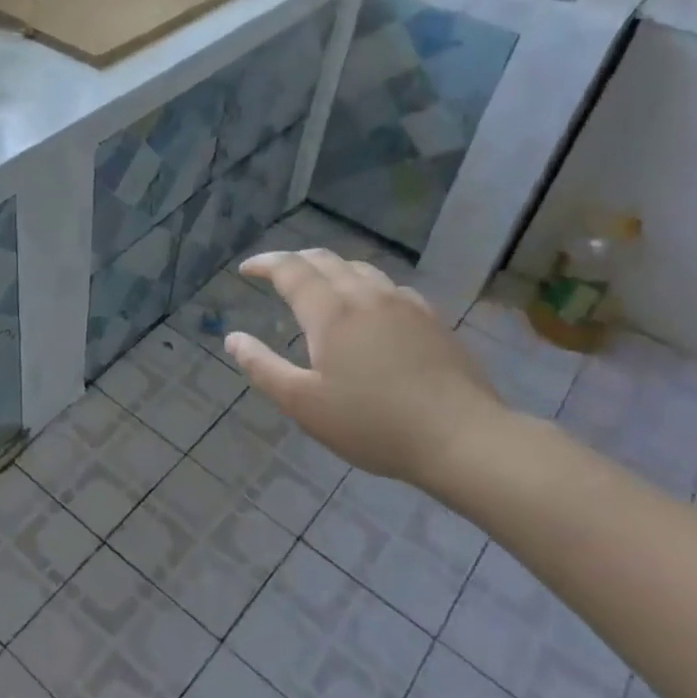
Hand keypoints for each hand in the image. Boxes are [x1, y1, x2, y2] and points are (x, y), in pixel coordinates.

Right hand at [225, 249, 508, 483]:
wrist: (463, 438)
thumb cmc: (373, 423)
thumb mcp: (304, 404)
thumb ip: (263, 368)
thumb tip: (233, 339)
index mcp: (330, 312)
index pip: (291, 269)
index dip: (265, 264)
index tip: (246, 270)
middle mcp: (365, 295)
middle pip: (325, 260)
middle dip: (294, 261)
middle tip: (276, 274)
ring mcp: (404, 304)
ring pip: (359, 268)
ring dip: (330, 269)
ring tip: (318, 286)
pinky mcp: (432, 319)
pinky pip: (388, 287)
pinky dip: (364, 285)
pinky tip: (368, 308)